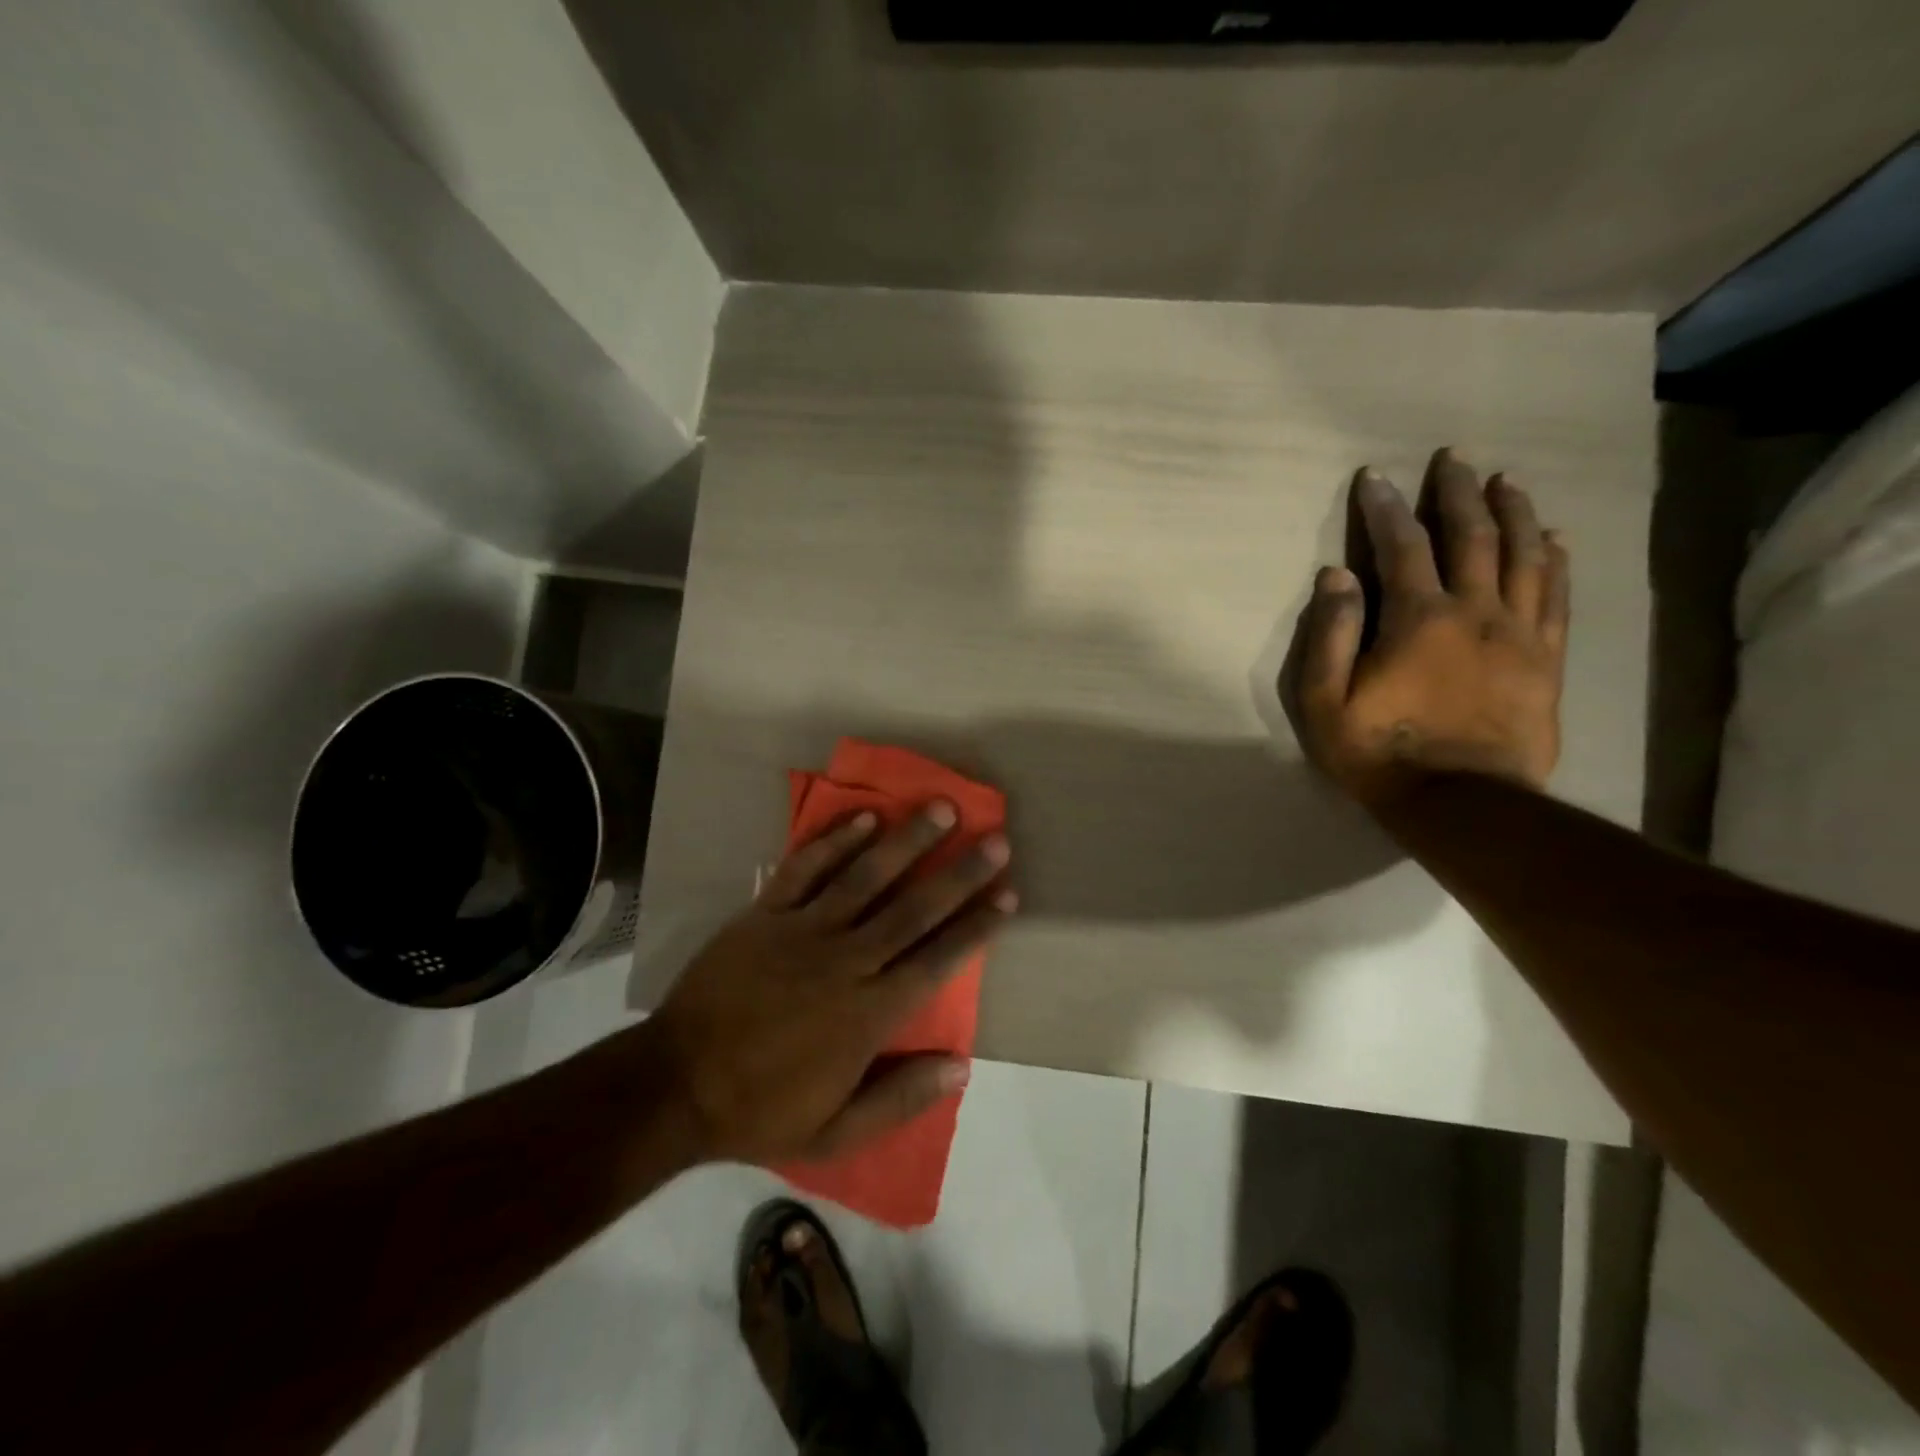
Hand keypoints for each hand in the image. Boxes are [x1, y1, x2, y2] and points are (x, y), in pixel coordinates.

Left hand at [645, 805, 1014, 1165]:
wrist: (675, 1084)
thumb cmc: (760, 1110)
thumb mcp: (835, 1132)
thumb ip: (900, 1098)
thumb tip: (962, 1068)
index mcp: (869, 1013)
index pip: (937, 960)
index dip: (977, 926)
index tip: (1008, 894)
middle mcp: (846, 961)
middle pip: (914, 909)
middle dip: (959, 873)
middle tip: (995, 839)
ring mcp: (803, 931)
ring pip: (866, 877)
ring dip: (907, 841)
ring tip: (942, 808)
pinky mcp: (764, 914)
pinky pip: (805, 870)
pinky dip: (835, 842)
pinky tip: (864, 817)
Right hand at [1282, 448, 1569, 812]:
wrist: (1462, 804)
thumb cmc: (1379, 753)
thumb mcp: (1325, 701)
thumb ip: (1329, 635)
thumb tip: (1335, 575)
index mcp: (1418, 619)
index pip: (1401, 547)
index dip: (1385, 509)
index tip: (1375, 476)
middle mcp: (1475, 611)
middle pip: (1472, 536)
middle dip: (1458, 493)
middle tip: (1453, 459)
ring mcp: (1519, 633)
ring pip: (1525, 556)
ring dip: (1514, 513)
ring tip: (1506, 482)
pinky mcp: (1547, 660)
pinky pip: (1557, 596)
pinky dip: (1556, 560)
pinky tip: (1555, 539)